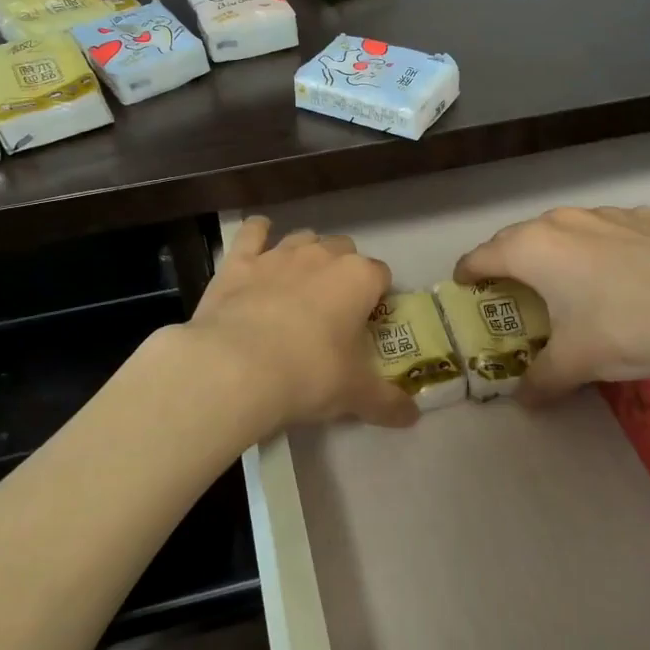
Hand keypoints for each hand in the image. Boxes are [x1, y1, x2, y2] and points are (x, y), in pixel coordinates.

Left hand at [184, 217, 418, 439]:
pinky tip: (258, 240)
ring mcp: (278, 254)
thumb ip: (388, 402)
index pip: (381, 275)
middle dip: (343, 271)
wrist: (237, 368)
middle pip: (343, 250)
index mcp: (358, 278)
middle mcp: (322, 255)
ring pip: (303, 238)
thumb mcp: (355, 395)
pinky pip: (252, 232)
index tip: (369, 321)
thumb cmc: (309, 375)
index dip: (377, 296)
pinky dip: (258, 233)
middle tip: (334, 307)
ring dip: (306, 253)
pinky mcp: (240, 261)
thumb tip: (412, 417)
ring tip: (300, 282)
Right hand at [454, 206, 649, 404]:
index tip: (464, 285)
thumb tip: (523, 401)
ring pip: (565, 228)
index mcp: (532, 250)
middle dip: (508, 260)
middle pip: (518, 237)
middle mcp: (561, 221)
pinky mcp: (647, 216)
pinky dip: (602, 247)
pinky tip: (624, 272)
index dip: (468, 273)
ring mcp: (606, 213)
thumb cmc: (628, 327)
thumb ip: (541, 380)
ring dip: (556, 251)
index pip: (482, 256)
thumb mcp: (577, 363)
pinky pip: (609, 229)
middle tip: (511, 288)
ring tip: (568, 279)